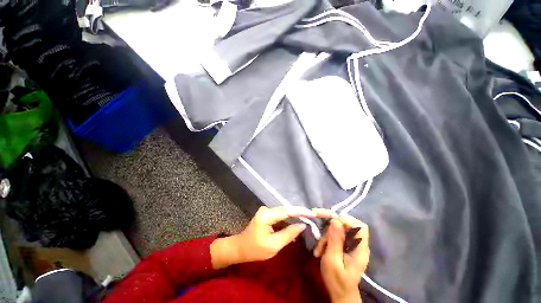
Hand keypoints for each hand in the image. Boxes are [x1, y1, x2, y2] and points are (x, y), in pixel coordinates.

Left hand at [211, 206, 314, 268]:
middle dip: (299, 213)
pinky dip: (288, 220)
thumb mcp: (273, 245)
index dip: (300, 211)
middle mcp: (266, 209)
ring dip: (294, 216)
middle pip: (286, 210)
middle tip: (312, 217)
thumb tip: (302, 225)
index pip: (286, 211)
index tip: (312, 213)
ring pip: (284, 212)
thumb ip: (288, 234)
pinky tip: (295, 225)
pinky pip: (280, 215)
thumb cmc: (255, 249)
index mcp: (266, 215)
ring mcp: (266, 211)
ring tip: (307, 220)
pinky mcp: (267, 214)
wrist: (240, 248)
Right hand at [313, 210, 369, 302]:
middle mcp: (359, 245)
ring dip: (327, 235)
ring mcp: (352, 245)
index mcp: (360, 249)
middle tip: (320, 239)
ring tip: (318, 248)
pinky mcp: (346, 246)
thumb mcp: (332, 261)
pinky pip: (336, 235)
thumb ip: (335, 241)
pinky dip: (327, 238)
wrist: (341, 294)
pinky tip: (321, 248)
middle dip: (331, 229)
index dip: (346, 220)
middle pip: (347, 226)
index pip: (360, 226)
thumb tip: (336, 220)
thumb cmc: (337, 281)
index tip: (331, 223)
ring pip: (339, 230)